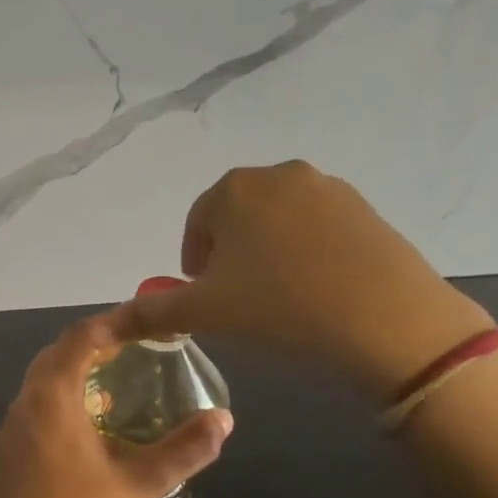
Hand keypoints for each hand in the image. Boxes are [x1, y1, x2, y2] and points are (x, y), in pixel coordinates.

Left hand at [0, 313, 231, 497]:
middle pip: (55, 356)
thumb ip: (185, 449)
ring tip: (109, 388)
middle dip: (90, 346)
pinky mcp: (2, 454)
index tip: (141, 323)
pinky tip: (79, 434)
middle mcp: (24, 403)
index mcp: (53, 396)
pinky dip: (56, 406)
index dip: (111, 323)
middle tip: (128, 351)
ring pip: (39, 385)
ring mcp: (7, 430)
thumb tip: (223, 418)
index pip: (80, 338)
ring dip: (71, 376)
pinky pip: (30, 413)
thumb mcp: (142, 482)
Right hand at [116, 161, 492, 402]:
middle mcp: (280, 175)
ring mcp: (329, 188)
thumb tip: (110, 320)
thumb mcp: (203, 313)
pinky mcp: (367, 209)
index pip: (198, 223)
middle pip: (237, 217)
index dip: (194, 263)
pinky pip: (318, 229)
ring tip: (277, 297)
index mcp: (234, 189)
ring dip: (267, 253)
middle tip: (238, 299)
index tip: (205, 297)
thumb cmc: (279, 307)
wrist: (387, 321)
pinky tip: (316, 290)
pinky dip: (306, 253)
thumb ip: (151, 312)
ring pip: (278, 221)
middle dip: (230, 255)